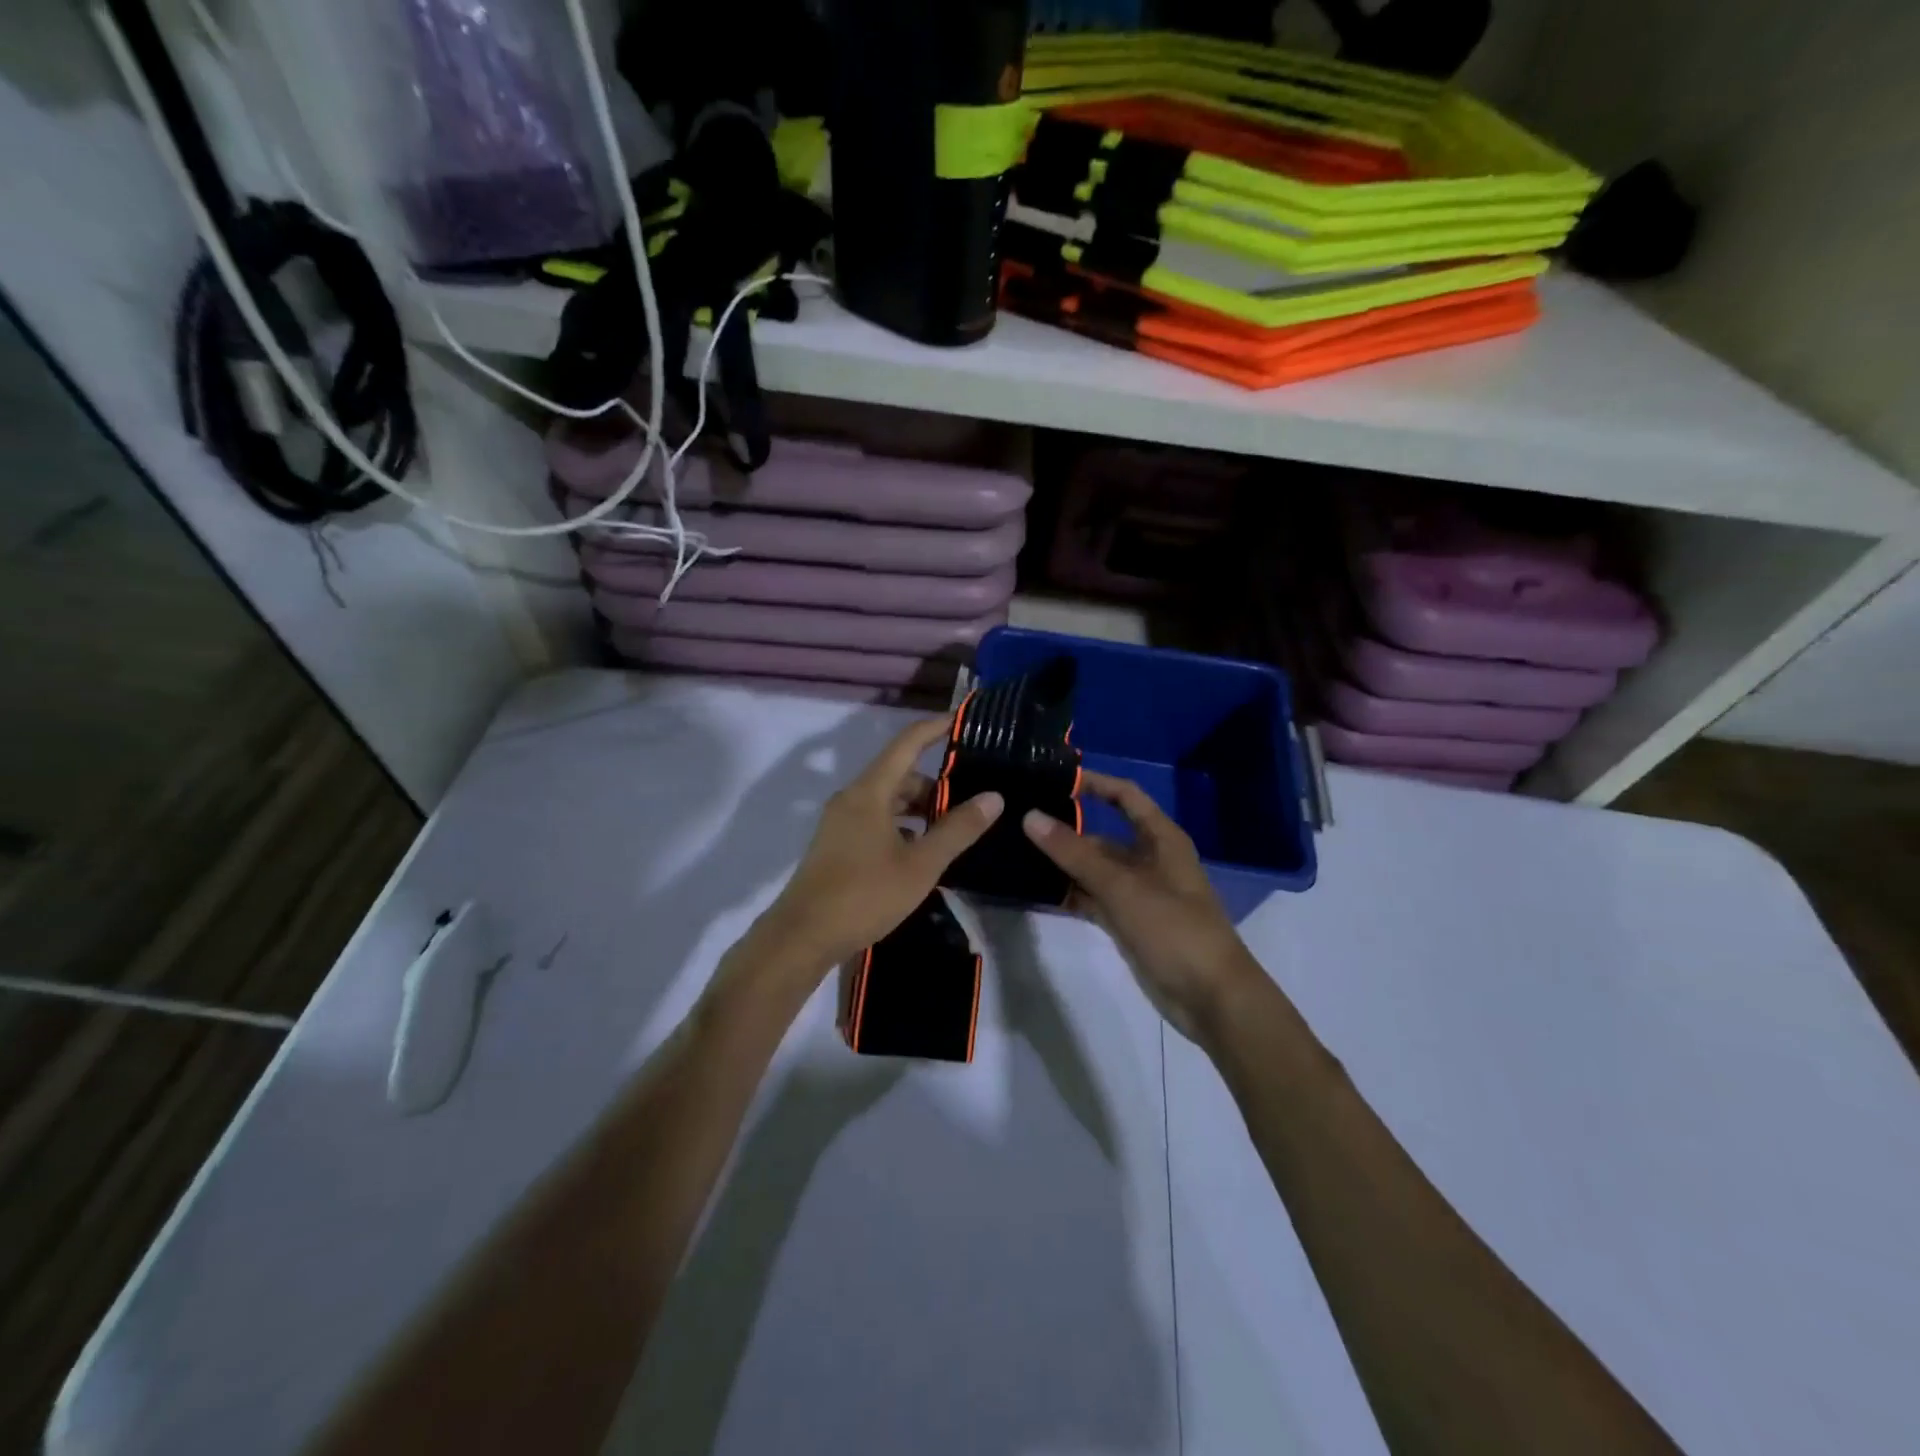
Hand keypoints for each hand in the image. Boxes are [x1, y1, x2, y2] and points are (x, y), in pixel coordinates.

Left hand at [761, 717, 1002, 972]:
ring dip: (919, 808)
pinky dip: (902, 826)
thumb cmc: (865, 894)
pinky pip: (876, 820)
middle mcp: (852, 798)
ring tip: (952, 829)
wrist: (803, 936)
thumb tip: (993, 797)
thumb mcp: (921, 864)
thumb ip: (958, 829)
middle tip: (971, 798)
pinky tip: (921, 852)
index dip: (936, 728)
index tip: (963, 720)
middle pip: (899, 774)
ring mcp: (841, 822)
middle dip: (935, 783)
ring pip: (887, 801)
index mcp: (870, 791)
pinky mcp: (837, 844)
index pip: (907, 743)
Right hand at [1022, 771, 1257, 1041]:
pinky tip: (1039, 892)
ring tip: (1017, 854)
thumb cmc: (1174, 929)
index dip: (1095, 784)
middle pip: (1103, 835)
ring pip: (1095, 869)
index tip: (1054, 780)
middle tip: (1019, 823)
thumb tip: (1030, 817)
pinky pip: (1095, 899)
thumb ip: (1074, 853)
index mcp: (1161, 839)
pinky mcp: (1129, 923)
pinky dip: (1072, 894)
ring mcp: (1138, 893)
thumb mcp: (1122, 886)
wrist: (1211, 998)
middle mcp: (1149, 859)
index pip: (1125, 796)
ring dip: (1064, 865)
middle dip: (1066, 830)